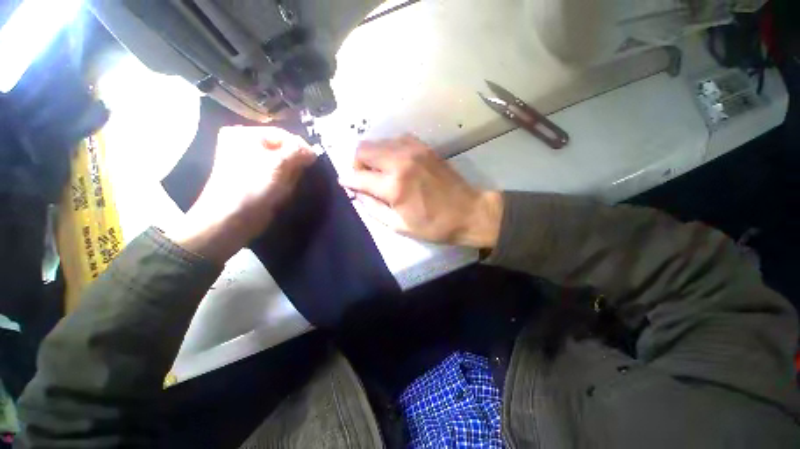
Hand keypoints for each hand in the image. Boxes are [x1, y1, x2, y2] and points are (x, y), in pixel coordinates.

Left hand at [170, 126, 315, 262]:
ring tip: (285, 187)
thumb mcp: (279, 164)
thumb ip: (297, 152)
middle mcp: (245, 145)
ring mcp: (248, 162)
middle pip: (282, 149)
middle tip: (294, 177)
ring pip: (282, 164)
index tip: (313, 161)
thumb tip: (312, 152)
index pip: (282, 135)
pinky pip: (276, 175)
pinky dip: (283, 182)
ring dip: (289, 175)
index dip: (300, 147)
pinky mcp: (254, 178)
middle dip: (293, 164)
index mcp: (245, 134)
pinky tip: (280, 192)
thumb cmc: (254, 186)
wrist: (233, 218)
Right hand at [340, 135, 502, 247]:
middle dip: (357, 164)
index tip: (347, 185)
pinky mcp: (423, 146)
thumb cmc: (434, 225)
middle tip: (364, 179)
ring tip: (380, 172)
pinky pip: (395, 140)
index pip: (357, 176)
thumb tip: (358, 194)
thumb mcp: (399, 226)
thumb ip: (373, 208)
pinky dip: (388, 150)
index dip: (348, 181)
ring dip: (372, 156)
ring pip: (377, 141)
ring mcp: (413, 149)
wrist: (469, 212)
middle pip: (363, 149)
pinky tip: (395, 164)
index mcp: (394, 185)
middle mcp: (400, 161)